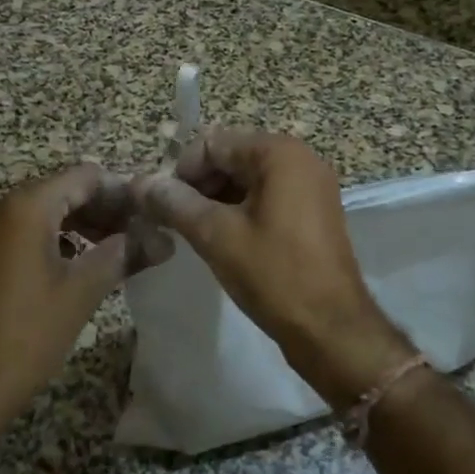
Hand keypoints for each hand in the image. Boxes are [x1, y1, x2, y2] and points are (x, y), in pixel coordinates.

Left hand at [0, 165, 164, 446]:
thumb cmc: (28, 335)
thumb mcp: (83, 291)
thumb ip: (125, 253)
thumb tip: (163, 239)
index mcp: (26, 207)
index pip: (85, 176)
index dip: (121, 192)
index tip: (148, 216)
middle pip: (62, 190)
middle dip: (102, 209)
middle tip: (137, 235)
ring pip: (42, 212)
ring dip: (79, 224)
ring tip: (112, 250)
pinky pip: (20, 231)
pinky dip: (52, 239)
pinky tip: (74, 265)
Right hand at [137, 129, 416, 406]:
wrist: (332, 330)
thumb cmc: (274, 275)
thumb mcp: (217, 236)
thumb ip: (176, 203)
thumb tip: (142, 183)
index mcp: (279, 153)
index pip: (213, 143)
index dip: (182, 171)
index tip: (164, 207)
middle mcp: (300, 159)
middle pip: (231, 157)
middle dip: (199, 186)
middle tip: (175, 222)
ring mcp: (311, 186)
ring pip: (247, 179)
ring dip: (216, 201)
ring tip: (194, 235)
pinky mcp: (313, 212)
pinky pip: (267, 197)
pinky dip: (240, 212)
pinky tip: (223, 241)